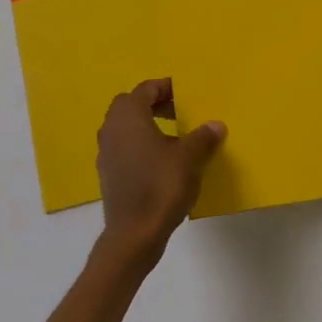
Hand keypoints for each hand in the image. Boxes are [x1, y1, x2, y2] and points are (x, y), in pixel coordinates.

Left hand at [96, 80, 225, 264]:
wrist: (134, 234)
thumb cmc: (161, 186)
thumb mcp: (189, 158)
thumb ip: (202, 137)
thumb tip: (215, 125)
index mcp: (129, 115)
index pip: (146, 89)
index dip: (166, 88)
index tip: (186, 94)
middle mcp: (111, 128)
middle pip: (132, 105)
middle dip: (154, 105)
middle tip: (179, 112)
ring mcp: (106, 152)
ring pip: (126, 127)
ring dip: (147, 126)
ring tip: (175, 139)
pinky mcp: (107, 174)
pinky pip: (124, 148)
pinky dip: (140, 146)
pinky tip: (161, 163)